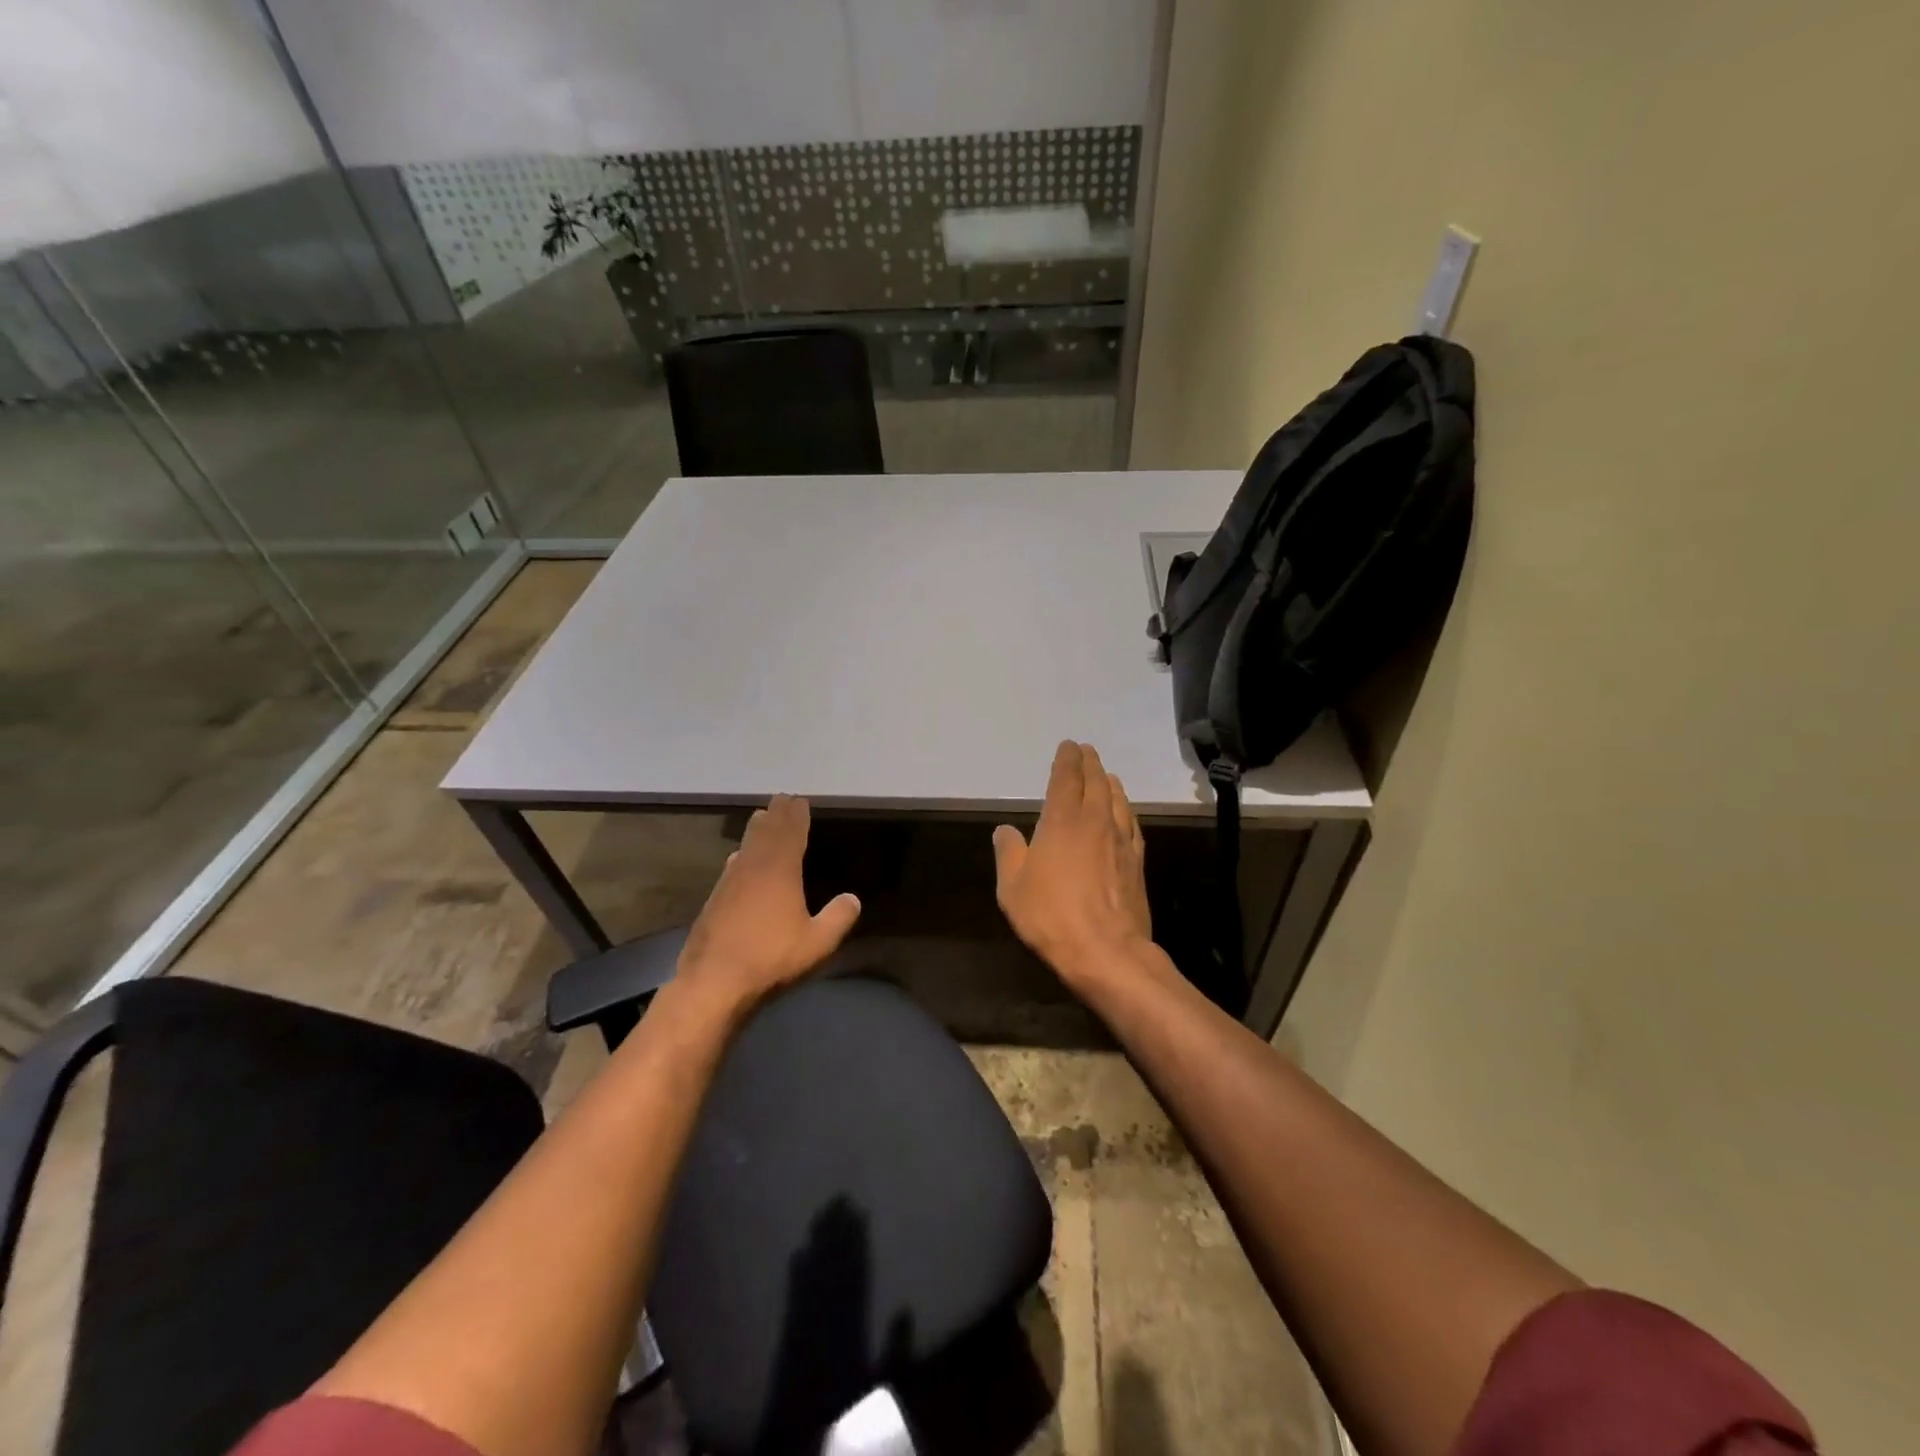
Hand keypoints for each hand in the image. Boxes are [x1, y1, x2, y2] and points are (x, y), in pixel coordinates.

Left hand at [676, 795, 860, 1014]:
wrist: (713, 983)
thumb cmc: (771, 958)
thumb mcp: (817, 943)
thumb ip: (838, 918)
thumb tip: (852, 898)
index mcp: (780, 871)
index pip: (790, 833)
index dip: (796, 816)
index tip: (799, 800)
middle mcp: (753, 868)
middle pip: (766, 833)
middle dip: (776, 815)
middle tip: (782, 799)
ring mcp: (729, 883)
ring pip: (746, 846)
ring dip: (756, 830)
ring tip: (762, 818)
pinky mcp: (714, 900)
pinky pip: (732, 865)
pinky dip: (741, 854)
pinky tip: (738, 859)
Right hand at [993, 742, 1152, 993]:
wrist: (1106, 951)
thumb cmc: (1051, 916)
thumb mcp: (1012, 888)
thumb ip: (1009, 853)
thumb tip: (1005, 830)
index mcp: (1062, 822)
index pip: (1066, 779)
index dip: (1066, 760)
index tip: (1068, 746)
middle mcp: (1094, 822)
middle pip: (1095, 783)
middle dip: (1090, 764)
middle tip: (1086, 751)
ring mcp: (1120, 841)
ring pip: (1117, 801)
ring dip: (1110, 783)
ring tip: (1106, 775)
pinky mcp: (1136, 862)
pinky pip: (1132, 824)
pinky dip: (1126, 810)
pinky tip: (1125, 813)